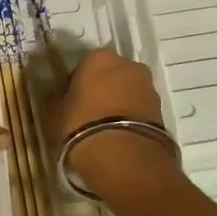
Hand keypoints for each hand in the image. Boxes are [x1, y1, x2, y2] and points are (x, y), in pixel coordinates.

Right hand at [47, 48, 181, 199]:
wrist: (124, 158)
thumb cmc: (81, 126)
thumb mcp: (54, 113)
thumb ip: (56, 98)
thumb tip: (57, 94)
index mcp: (99, 57)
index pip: (84, 63)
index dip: (76, 81)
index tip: (70, 98)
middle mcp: (128, 64)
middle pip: (110, 73)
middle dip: (101, 88)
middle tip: (87, 111)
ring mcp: (148, 86)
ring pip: (127, 90)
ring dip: (117, 102)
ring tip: (104, 127)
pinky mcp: (161, 109)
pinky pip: (139, 108)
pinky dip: (129, 117)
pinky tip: (118, 135)